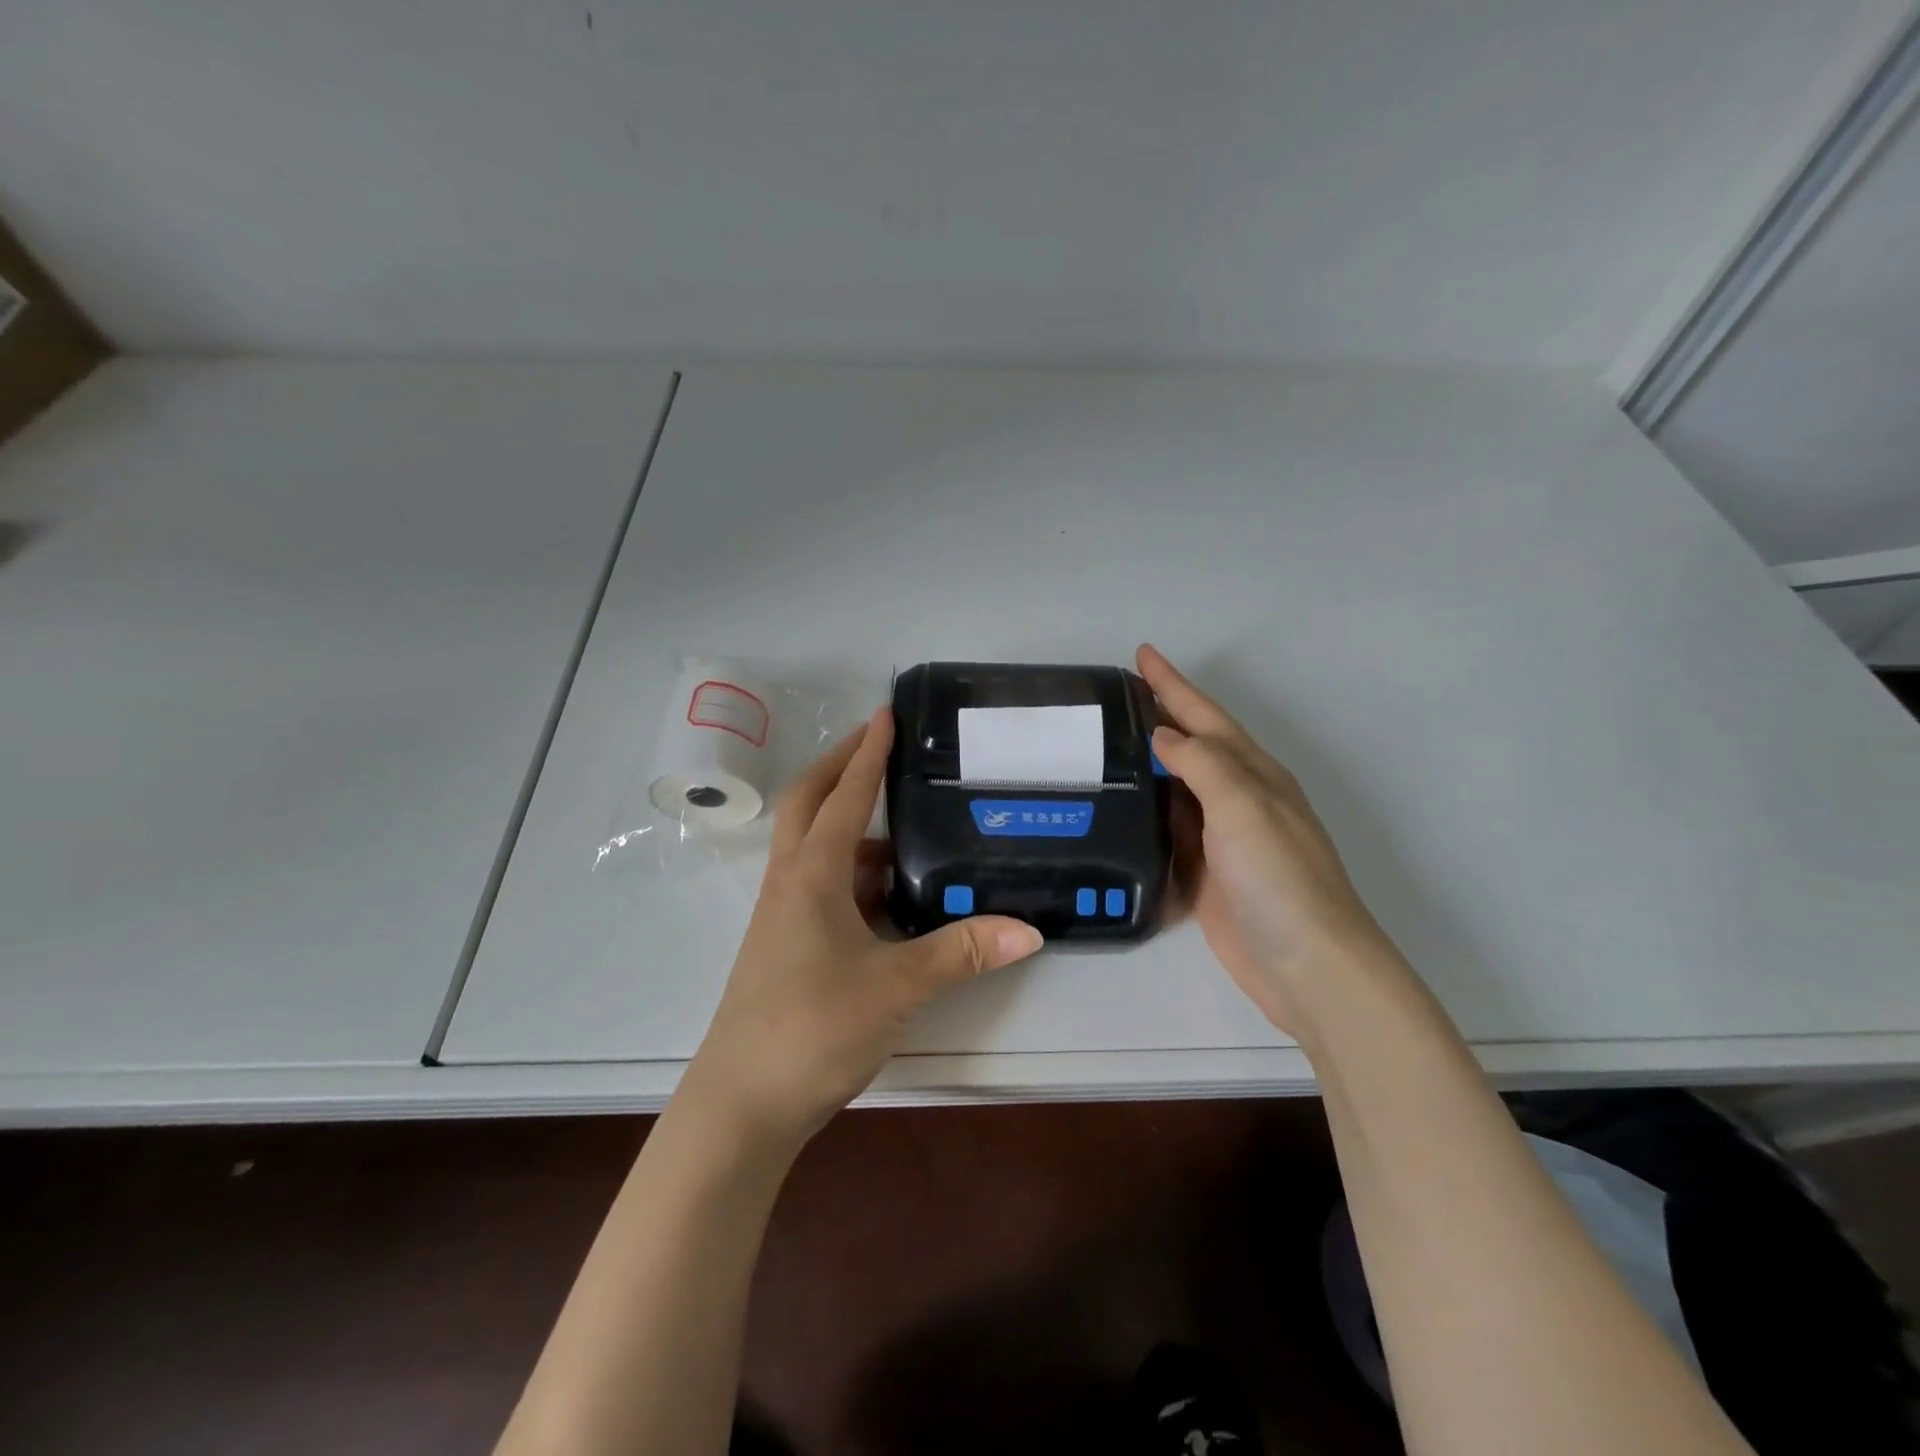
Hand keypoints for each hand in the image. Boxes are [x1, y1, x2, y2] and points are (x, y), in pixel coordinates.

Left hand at [685, 708, 1044, 1149]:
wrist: (740, 1105)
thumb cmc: (812, 1029)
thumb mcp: (896, 987)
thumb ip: (962, 951)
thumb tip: (1029, 928)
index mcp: (812, 874)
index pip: (845, 795)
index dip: (868, 752)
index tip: (888, 714)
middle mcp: (791, 883)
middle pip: (810, 804)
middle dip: (842, 767)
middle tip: (880, 744)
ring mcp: (783, 916)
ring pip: (814, 848)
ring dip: (849, 824)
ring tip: (901, 821)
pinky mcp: (786, 946)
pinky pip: (821, 887)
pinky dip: (853, 873)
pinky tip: (889, 893)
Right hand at [1138, 644, 1394, 1035]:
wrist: (1307, 965)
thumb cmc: (1280, 879)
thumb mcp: (1244, 808)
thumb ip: (1203, 765)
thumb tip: (1163, 736)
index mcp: (1252, 774)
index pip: (1204, 716)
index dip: (1172, 684)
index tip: (1141, 654)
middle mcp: (1237, 799)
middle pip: (1190, 746)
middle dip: (1158, 715)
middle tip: (1113, 696)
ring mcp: (1221, 839)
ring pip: (1176, 788)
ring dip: (1146, 764)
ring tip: (1104, 746)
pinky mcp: (1204, 874)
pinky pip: (1168, 832)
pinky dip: (1145, 815)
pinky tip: (1119, 812)